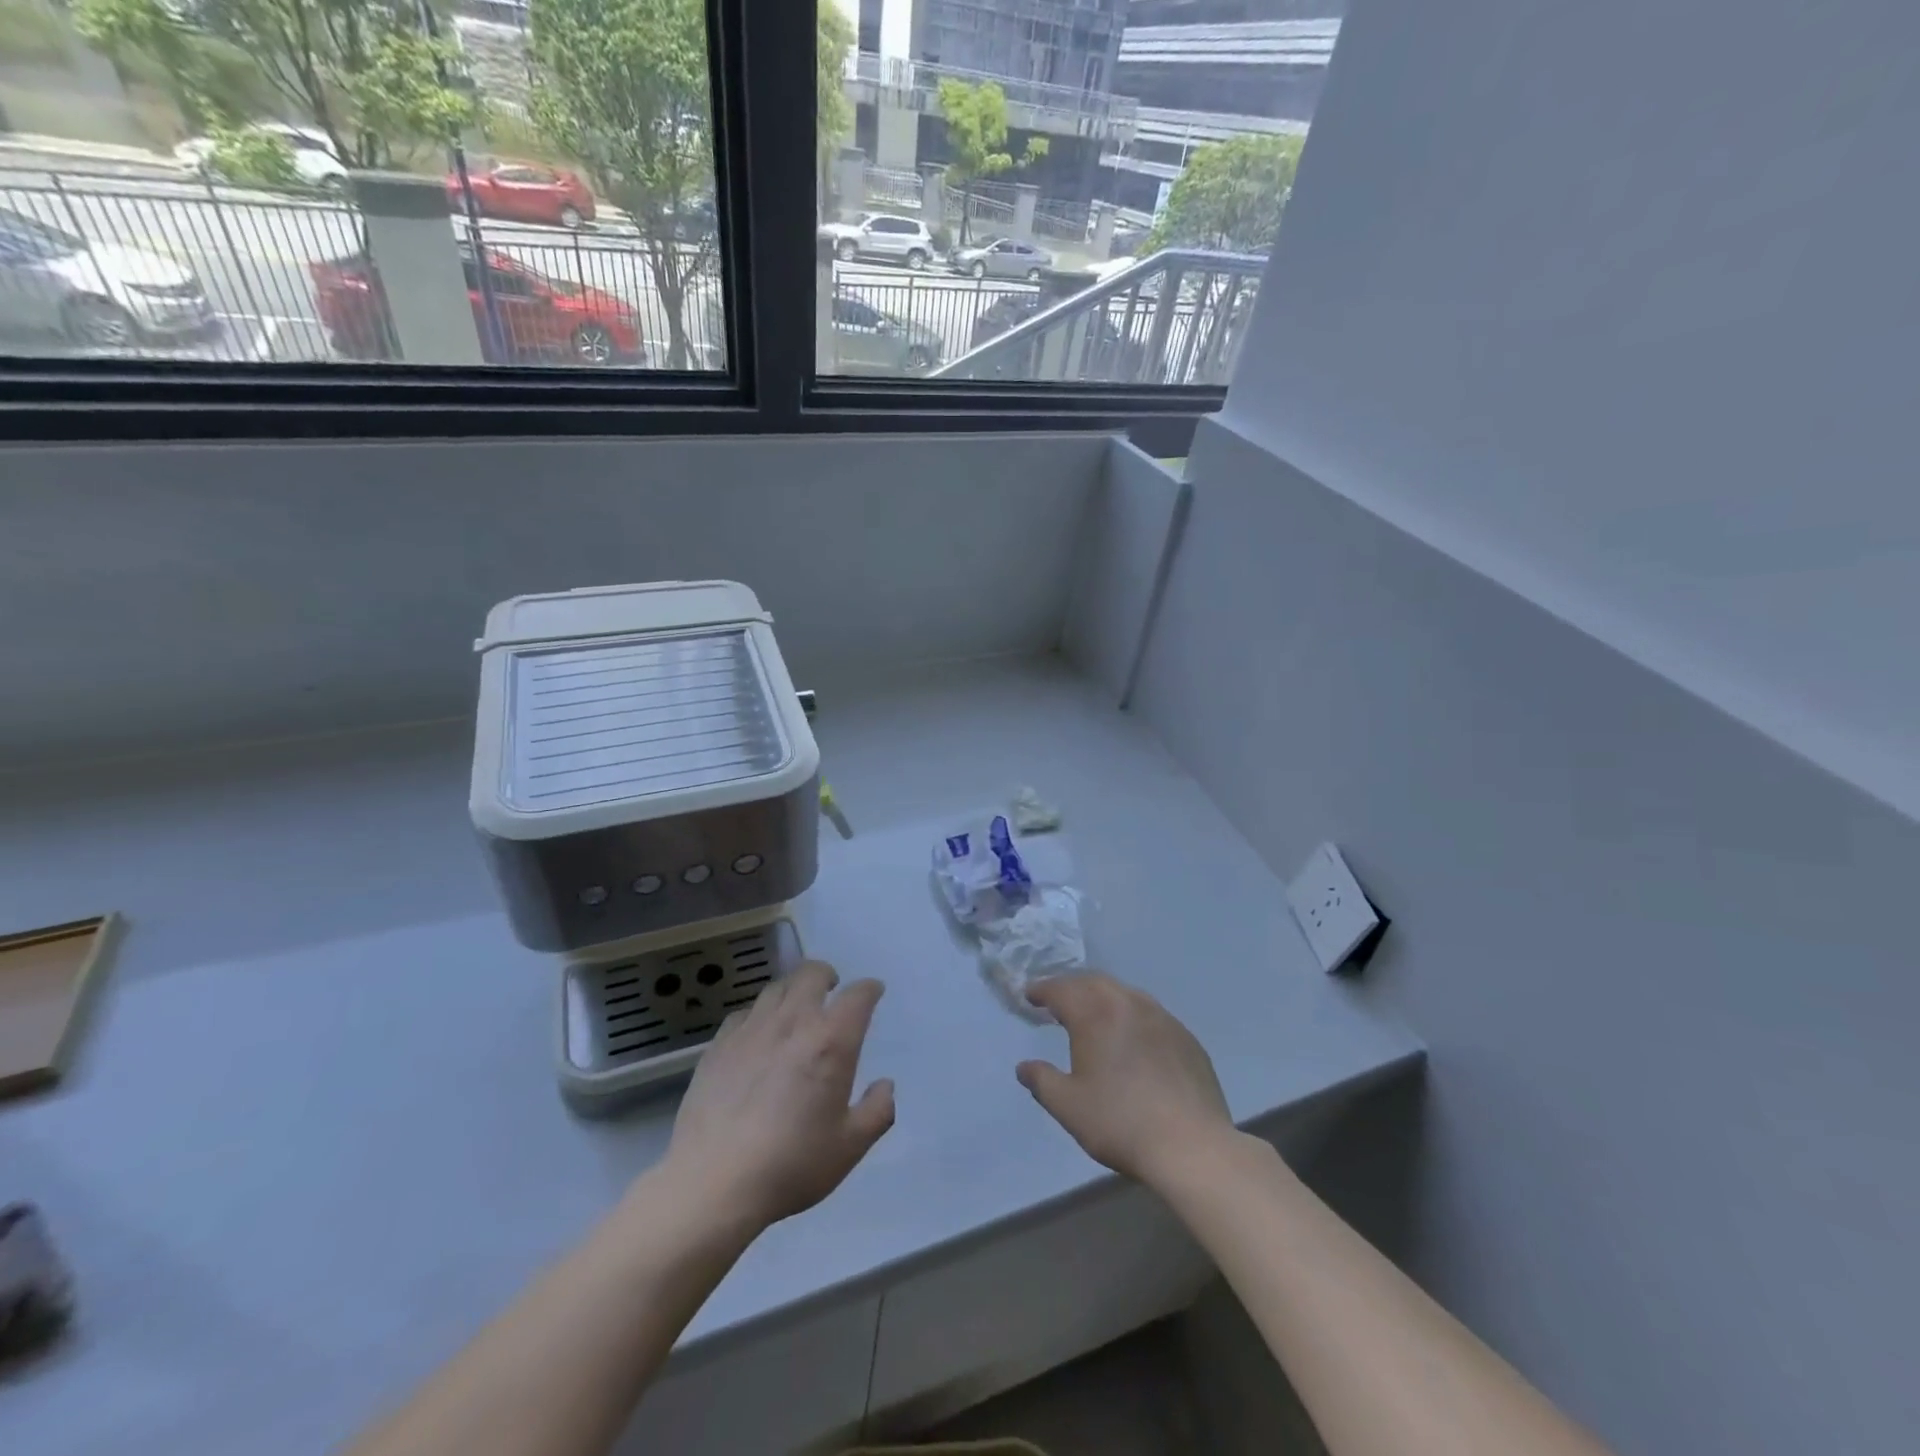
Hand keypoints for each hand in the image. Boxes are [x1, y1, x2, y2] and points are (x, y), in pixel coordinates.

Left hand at [664, 960, 893, 1232]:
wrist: (713, 1183)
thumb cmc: (791, 1164)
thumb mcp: (850, 1147)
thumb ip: (877, 1111)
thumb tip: (885, 1086)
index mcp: (831, 1041)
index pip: (858, 996)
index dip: (869, 989)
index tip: (874, 993)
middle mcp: (793, 1022)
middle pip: (812, 973)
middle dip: (827, 976)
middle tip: (831, 991)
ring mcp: (751, 1030)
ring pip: (776, 988)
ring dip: (793, 991)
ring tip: (796, 1009)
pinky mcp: (718, 1045)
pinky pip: (744, 1013)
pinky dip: (758, 1015)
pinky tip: (757, 1036)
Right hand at [1017, 972, 1233, 1188]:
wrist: (1191, 1145)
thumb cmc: (1120, 1123)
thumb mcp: (1068, 1107)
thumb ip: (1042, 1081)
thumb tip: (1024, 1067)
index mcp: (1095, 1014)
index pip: (1061, 990)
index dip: (1042, 990)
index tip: (1030, 996)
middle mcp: (1128, 1003)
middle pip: (1093, 982)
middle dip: (1072, 987)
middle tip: (1058, 1001)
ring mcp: (1162, 1017)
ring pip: (1125, 993)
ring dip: (1103, 997)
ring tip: (1094, 1015)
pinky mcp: (1185, 1037)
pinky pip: (1151, 1013)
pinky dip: (1131, 1016)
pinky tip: (1133, 1039)